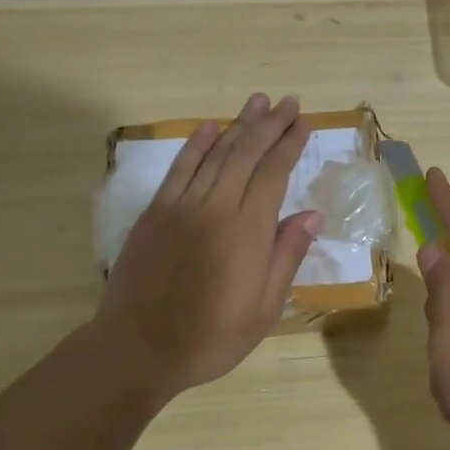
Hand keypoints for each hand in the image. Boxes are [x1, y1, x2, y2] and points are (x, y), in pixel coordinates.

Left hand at [96, 94, 320, 397]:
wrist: (137, 348)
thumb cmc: (210, 337)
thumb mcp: (263, 309)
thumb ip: (286, 256)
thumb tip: (311, 215)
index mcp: (247, 232)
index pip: (273, 174)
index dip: (290, 145)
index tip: (303, 123)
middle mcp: (215, 208)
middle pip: (246, 154)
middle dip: (269, 125)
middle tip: (287, 101)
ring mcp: (180, 206)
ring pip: (214, 154)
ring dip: (238, 125)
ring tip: (257, 102)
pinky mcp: (155, 212)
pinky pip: (179, 169)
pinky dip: (196, 145)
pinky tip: (210, 128)